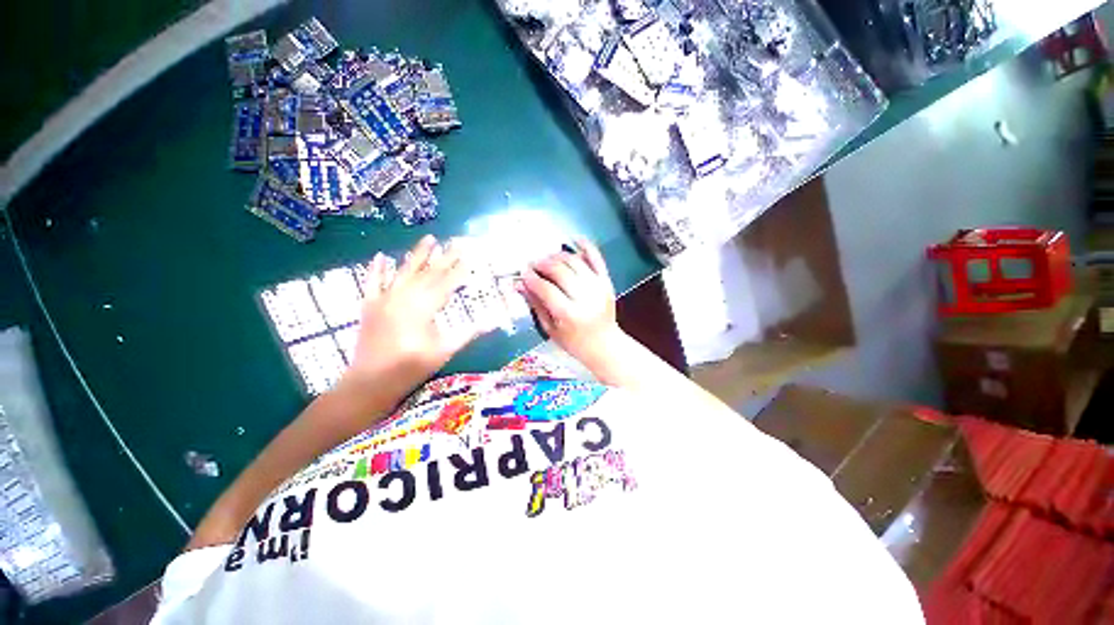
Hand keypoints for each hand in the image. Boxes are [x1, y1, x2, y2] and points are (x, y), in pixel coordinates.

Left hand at [342, 235, 476, 394]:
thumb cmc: (411, 368)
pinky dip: (376, 269)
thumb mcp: (444, 350)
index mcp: (423, 308)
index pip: (446, 283)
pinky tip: (382, 256)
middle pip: (429, 273)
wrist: (370, 382)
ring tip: (429, 238)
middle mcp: (404, 297)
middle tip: (456, 242)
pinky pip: (372, 282)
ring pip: (404, 271)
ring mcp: (384, 299)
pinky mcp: (369, 305)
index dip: (459, 270)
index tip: (470, 255)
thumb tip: (493, 322)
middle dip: (445, 257)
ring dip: (417, 255)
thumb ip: (468, 333)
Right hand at [518, 238, 620, 363]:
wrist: (605, 345)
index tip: (523, 272)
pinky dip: (586, 246)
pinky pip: (597, 259)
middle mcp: (585, 298)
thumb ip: (536, 305)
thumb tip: (519, 284)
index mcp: (569, 314)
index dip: (532, 278)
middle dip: (543, 264)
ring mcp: (598, 287)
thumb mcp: (550, 329)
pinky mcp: (607, 282)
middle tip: (533, 264)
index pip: (546, 289)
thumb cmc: (574, 342)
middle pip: (560, 271)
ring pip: (575, 262)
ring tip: (547, 258)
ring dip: (558, 256)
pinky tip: (574, 239)